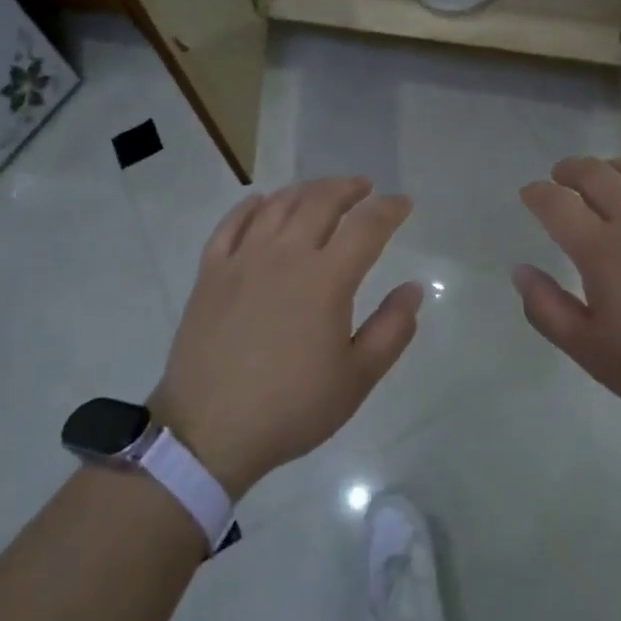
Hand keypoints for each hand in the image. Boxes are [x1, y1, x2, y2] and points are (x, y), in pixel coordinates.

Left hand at [149, 177, 421, 496]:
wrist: (208, 432)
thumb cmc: (291, 408)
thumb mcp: (357, 379)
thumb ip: (392, 330)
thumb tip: (413, 289)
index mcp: (326, 279)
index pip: (366, 226)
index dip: (389, 209)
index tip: (403, 203)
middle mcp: (285, 255)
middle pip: (321, 201)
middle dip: (348, 188)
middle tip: (364, 187)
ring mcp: (243, 260)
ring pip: (278, 205)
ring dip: (306, 190)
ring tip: (322, 191)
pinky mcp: (210, 273)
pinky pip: (231, 224)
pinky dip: (251, 206)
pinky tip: (261, 202)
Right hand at [514, 158, 620, 436]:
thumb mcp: (591, 352)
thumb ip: (547, 309)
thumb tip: (520, 270)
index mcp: (602, 250)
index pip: (557, 204)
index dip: (537, 194)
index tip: (529, 194)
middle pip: (595, 174)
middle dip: (570, 170)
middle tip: (560, 177)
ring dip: (611, 167)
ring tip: (603, 176)